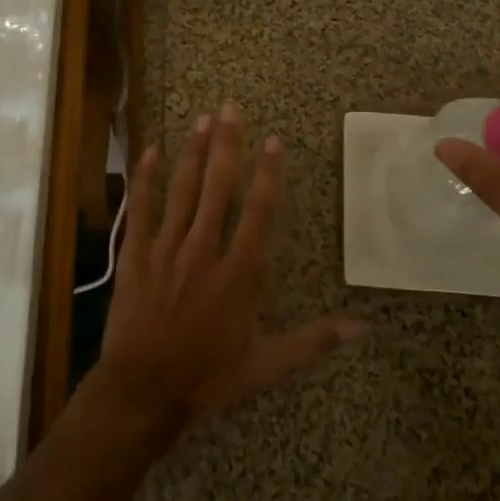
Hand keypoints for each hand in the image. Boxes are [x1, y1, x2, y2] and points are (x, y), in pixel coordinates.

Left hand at [95, 103, 362, 428]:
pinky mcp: (136, 255)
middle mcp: (204, 250)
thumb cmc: (207, 377)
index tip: (273, 140)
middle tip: (231, 108)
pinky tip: (151, 150)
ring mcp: (166, 249)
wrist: (143, 393)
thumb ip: (313, 341)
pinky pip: (141, 209)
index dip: (267, 174)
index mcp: (238, 273)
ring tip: (202, 119)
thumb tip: (363, 328)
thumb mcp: (266, 365)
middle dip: (227, 145)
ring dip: (193, 152)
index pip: (258, 212)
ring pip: (182, 190)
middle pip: (218, 188)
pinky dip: (145, 179)